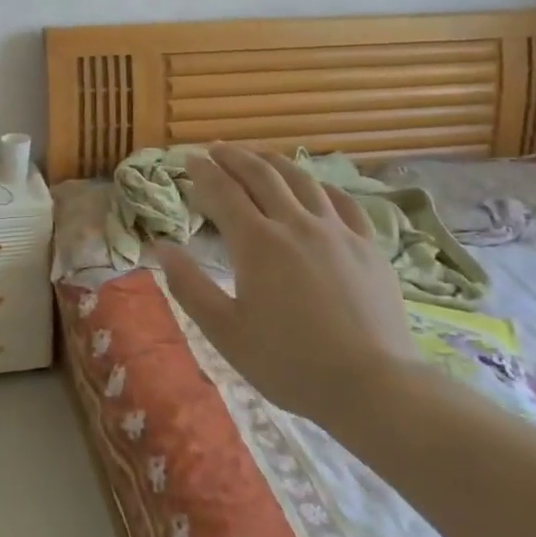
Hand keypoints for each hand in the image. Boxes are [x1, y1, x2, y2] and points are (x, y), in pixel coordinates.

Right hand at [156, 146, 418, 420]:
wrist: (373, 387)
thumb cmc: (290, 363)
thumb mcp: (225, 332)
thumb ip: (189, 286)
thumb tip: (162, 247)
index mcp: (257, 242)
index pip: (224, 191)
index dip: (203, 172)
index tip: (189, 160)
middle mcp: (296, 224)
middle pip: (261, 174)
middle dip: (235, 157)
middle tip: (217, 149)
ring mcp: (337, 231)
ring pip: (302, 180)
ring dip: (274, 162)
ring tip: (259, 157)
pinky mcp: (368, 246)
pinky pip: (342, 201)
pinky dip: (320, 186)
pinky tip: (316, 188)